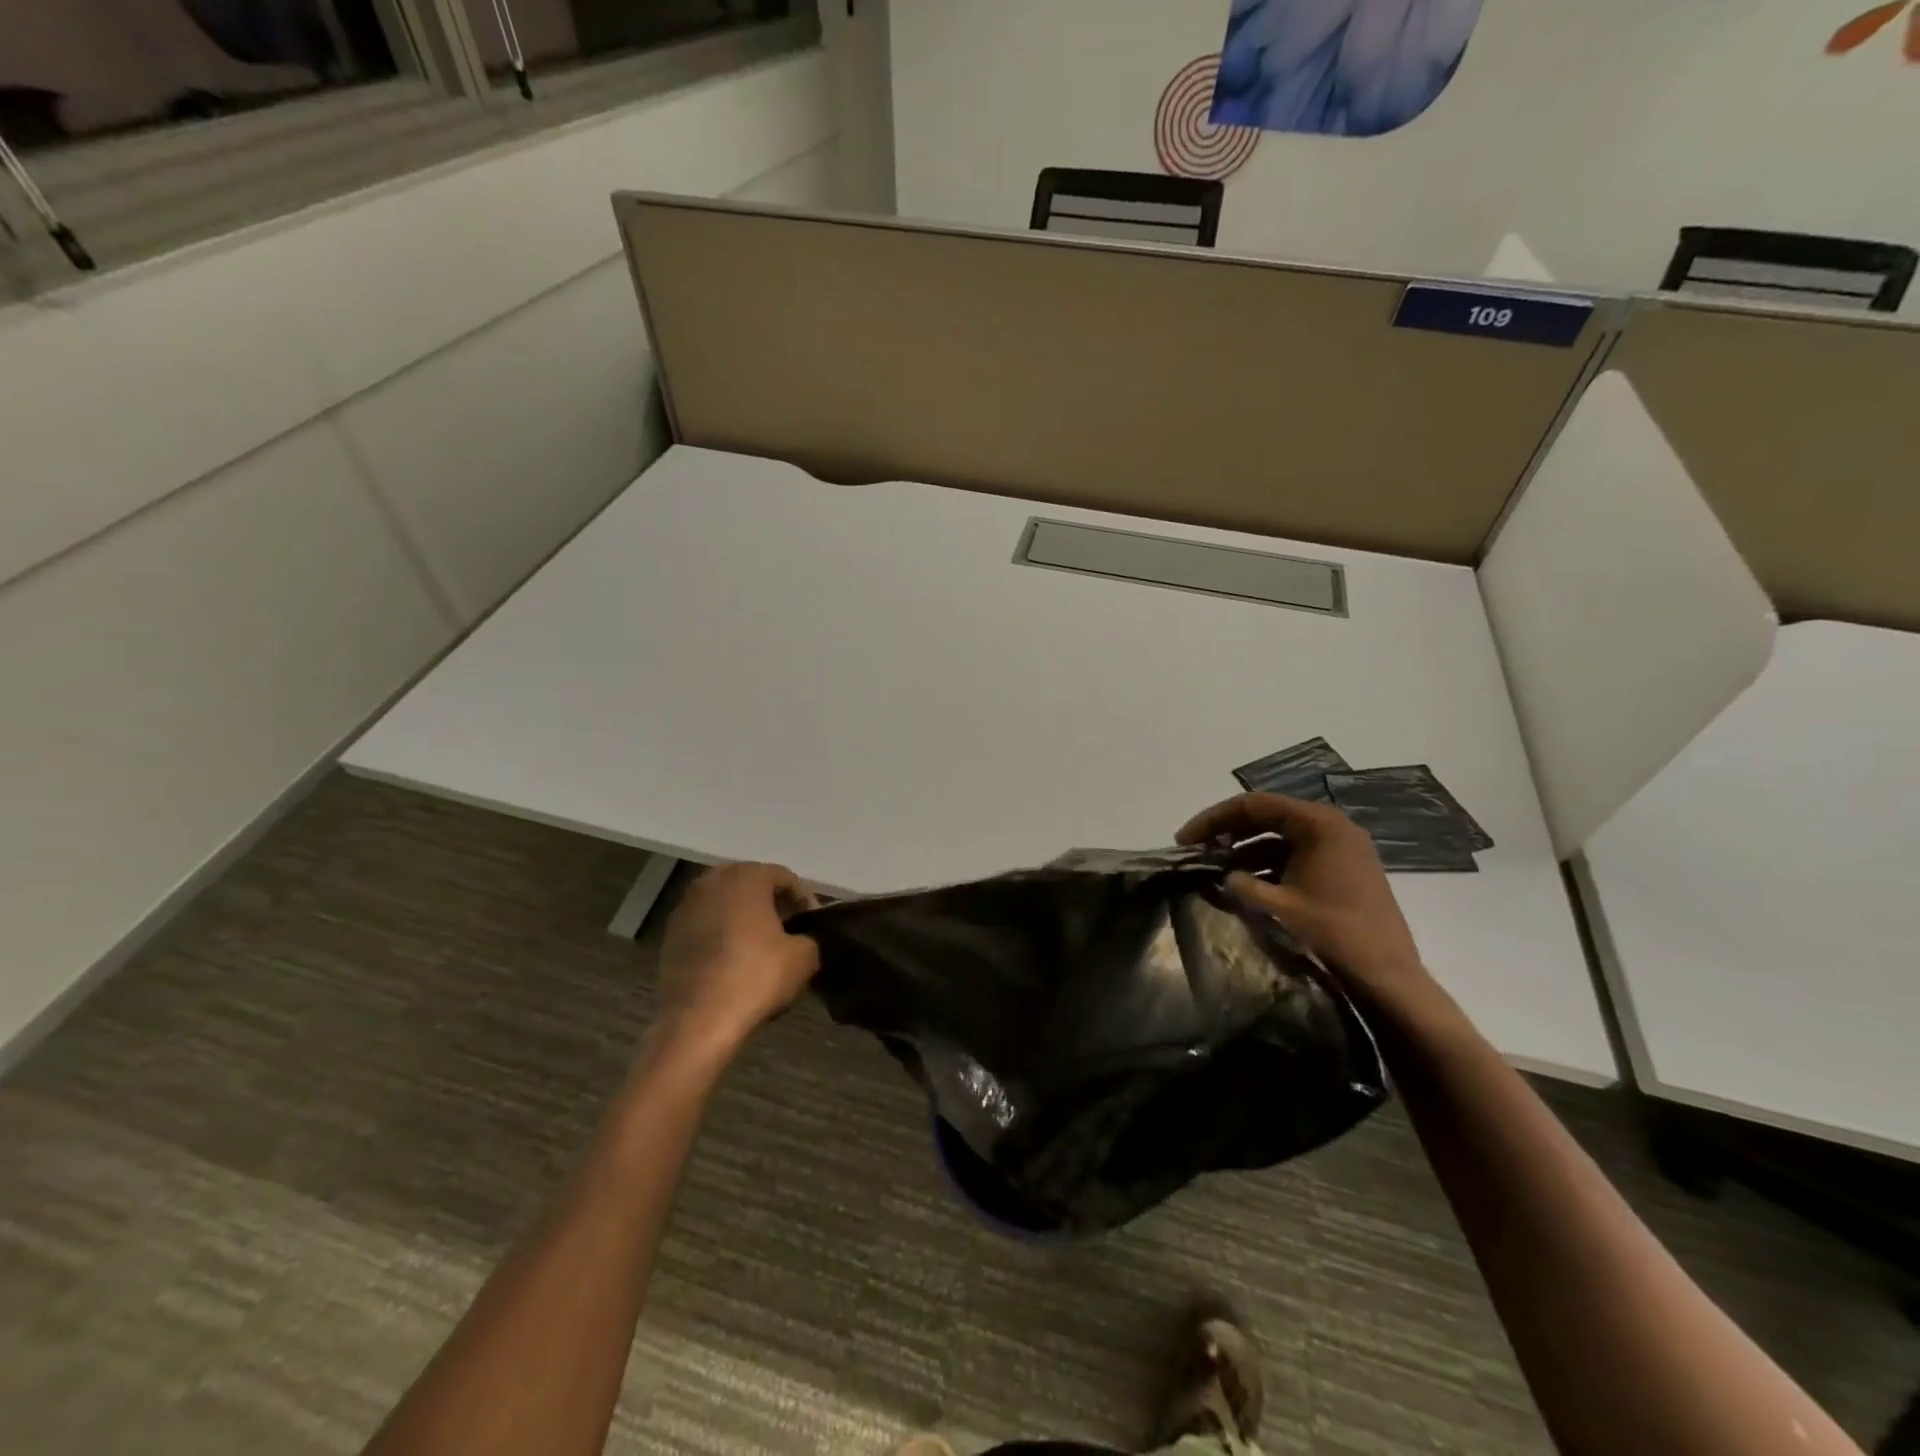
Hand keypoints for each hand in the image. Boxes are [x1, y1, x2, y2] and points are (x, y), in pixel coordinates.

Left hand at [655, 863, 819, 1056]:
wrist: (697, 1021)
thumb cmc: (755, 977)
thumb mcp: (804, 958)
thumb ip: (809, 938)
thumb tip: (802, 941)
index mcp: (746, 877)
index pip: (784, 877)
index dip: (803, 899)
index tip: (812, 924)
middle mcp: (712, 882)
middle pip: (751, 885)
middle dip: (771, 903)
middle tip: (788, 929)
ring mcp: (685, 908)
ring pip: (725, 904)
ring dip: (744, 918)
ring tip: (760, 946)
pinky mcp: (669, 935)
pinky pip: (705, 925)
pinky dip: (721, 935)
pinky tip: (733, 960)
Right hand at [1177, 793, 1432, 1006]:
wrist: (1388, 980)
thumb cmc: (1332, 935)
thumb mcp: (1276, 906)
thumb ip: (1240, 884)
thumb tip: (1223, 876)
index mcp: (1319, 824)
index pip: (1253, 805)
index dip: (1213, 819)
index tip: (1183, 841)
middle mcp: (1333, 828)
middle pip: (1267, 817)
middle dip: (1228, 833)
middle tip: (1194, 851)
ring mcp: (1343, 850)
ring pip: (1281, 839)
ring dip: (1246, 851)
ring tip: (1214, 870)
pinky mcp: (1345, 873)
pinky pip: (1296, 857)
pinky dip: (1268, 867)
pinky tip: (1245, 886)